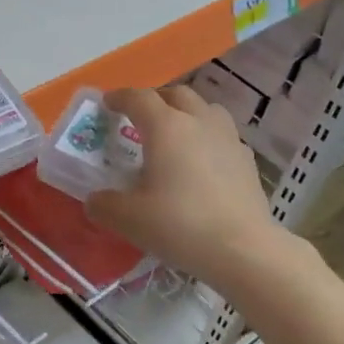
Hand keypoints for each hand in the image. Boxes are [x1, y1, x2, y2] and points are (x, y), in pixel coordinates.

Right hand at [86, 85, 286, 288]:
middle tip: (140, 118)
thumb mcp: (128, 219)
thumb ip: (104, 205)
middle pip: (177, 94)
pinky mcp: (247, 160)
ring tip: (175, 136)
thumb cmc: (179, 225)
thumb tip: (96, 200)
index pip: (139, 98)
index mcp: (166, 127)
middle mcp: (199, 122)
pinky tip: (202, 164)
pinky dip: (207, 139)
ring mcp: (229, 139)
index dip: (120, 97)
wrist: (241, 249)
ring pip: (206, 110)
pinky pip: (223, 136)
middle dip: (155, 100)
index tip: (107, 104)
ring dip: (186, 114)